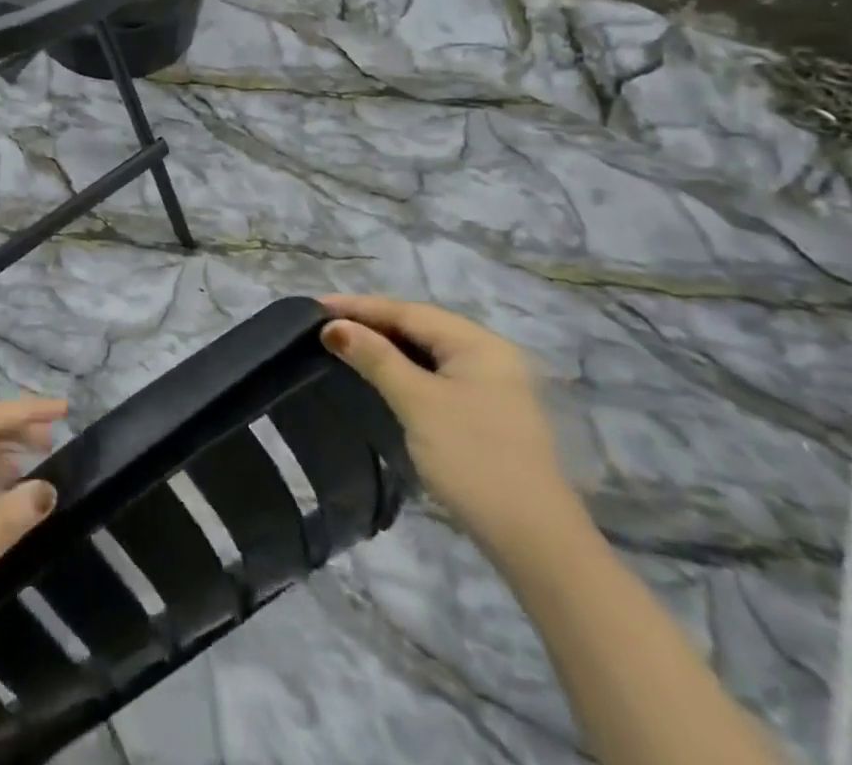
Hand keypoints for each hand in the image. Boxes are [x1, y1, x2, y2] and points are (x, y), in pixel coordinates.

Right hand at [321, 296, 585, 558]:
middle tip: (323, 324)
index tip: (314, 305)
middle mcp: (489, 355)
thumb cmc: (474, 460)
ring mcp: (493, 385)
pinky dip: (404, 369)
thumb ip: (375, 358)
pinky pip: (437, 374)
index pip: (408, 312)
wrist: (537, 544)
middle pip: (419, 327)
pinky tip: (380, 374)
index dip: (359, 307)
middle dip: (371, 323)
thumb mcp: (418, 403)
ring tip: (342, 343)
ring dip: (386, 347)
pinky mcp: (487, 413)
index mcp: (479, 343)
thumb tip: (333, 327)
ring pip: (427, 352)